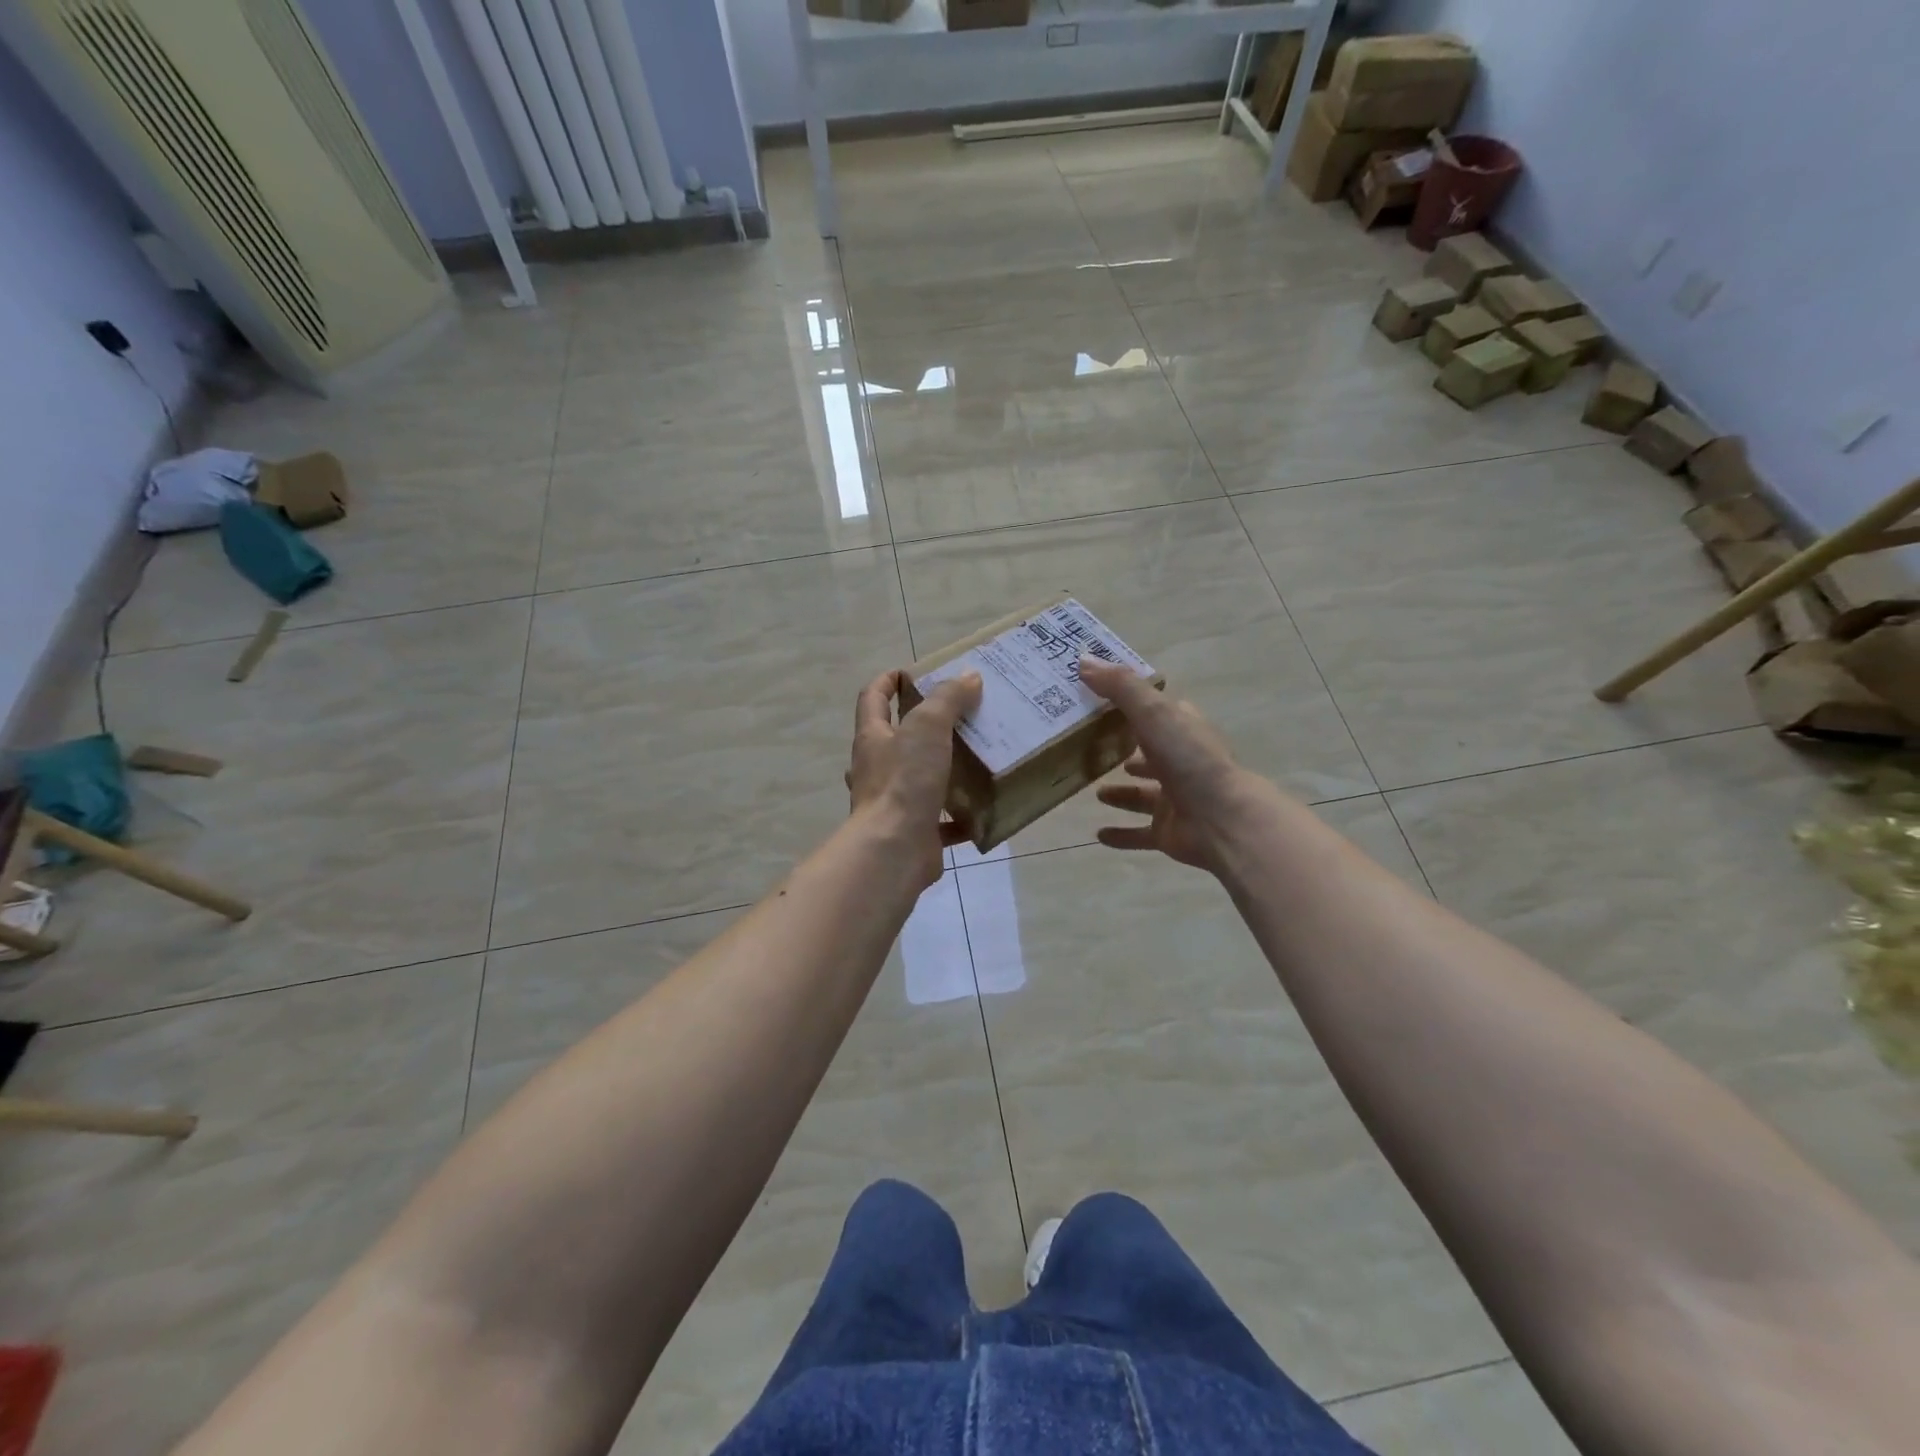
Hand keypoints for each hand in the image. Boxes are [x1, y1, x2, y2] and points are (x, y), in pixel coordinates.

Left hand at [847, 668, 982, 887]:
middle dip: (920, 727)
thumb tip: (968, 677)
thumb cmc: (905, 781)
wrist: (895, 849)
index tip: (910, 672)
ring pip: (916, 779)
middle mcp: (876, 769)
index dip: (887, 681)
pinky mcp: (912, 832)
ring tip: (973, 759)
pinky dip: (958, 817)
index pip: (872, 699)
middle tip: (956, 716)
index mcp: (873, 738)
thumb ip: (947, 699)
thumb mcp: (928, 727)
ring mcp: (891, 803)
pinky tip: (982, 810)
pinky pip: (938, 821)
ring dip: (940, 770)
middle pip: (894, 739)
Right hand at [1078, 656, 1263, 873]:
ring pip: (1143, 793)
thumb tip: (1083, 660)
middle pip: (1149, 751)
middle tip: (1089, 747)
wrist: (1222, 820)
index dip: (1131, 703)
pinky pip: (1140, 833)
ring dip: (1122, 792)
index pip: (1156, 710)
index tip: (1097, 699)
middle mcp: (1180, 761)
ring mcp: (1175, 798)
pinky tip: (1098, 834)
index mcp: (1181, 729)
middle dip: (1125, 749)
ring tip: (1094, 789)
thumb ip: (1120, 687)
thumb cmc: (1190, 760)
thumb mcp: (1153, 713)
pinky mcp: (1168, 831)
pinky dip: (1121, 833)